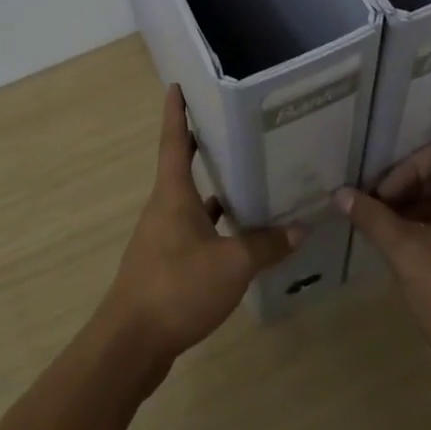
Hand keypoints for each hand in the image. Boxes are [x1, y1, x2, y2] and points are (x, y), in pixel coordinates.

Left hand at [97, 85, 300, 367]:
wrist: (131, 343)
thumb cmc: (177, 288)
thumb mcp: (231, 264)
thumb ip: (265, 245)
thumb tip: (299, 227)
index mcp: (172, 195)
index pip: (174, 142)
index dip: (176, 112)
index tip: (177, 85)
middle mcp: (163, 209)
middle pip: (182, 169)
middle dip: (203, 148)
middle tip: (232, 129)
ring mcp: (161, 238)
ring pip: (191, 204)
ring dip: (214, 192)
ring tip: (249, 181)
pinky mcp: (165, 266)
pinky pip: (194, 233)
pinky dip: (215, 229)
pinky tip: (240, 238)